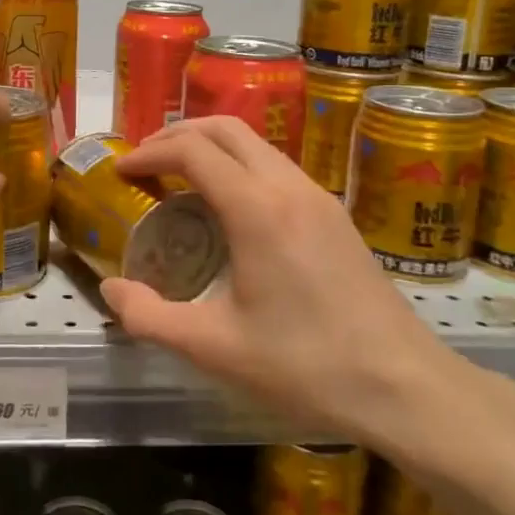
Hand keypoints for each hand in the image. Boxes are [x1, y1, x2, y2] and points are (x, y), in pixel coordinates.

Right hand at [100, 117, 483, 467]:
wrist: (404, 385)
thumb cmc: (305, 365)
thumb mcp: (216, 348)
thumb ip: (151, 318)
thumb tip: (110, 291)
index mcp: (256, 209)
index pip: (193, 150)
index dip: (150, 151)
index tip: (122, 169)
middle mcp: (288, 186)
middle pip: (226, 128)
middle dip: (179, 134)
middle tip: (146, 160)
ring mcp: (318, 196)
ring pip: (256, 143)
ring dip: (212, 146)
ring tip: (180, 178)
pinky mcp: (335, 213)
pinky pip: (277, 166)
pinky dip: (240, 164)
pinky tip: (230, 207)